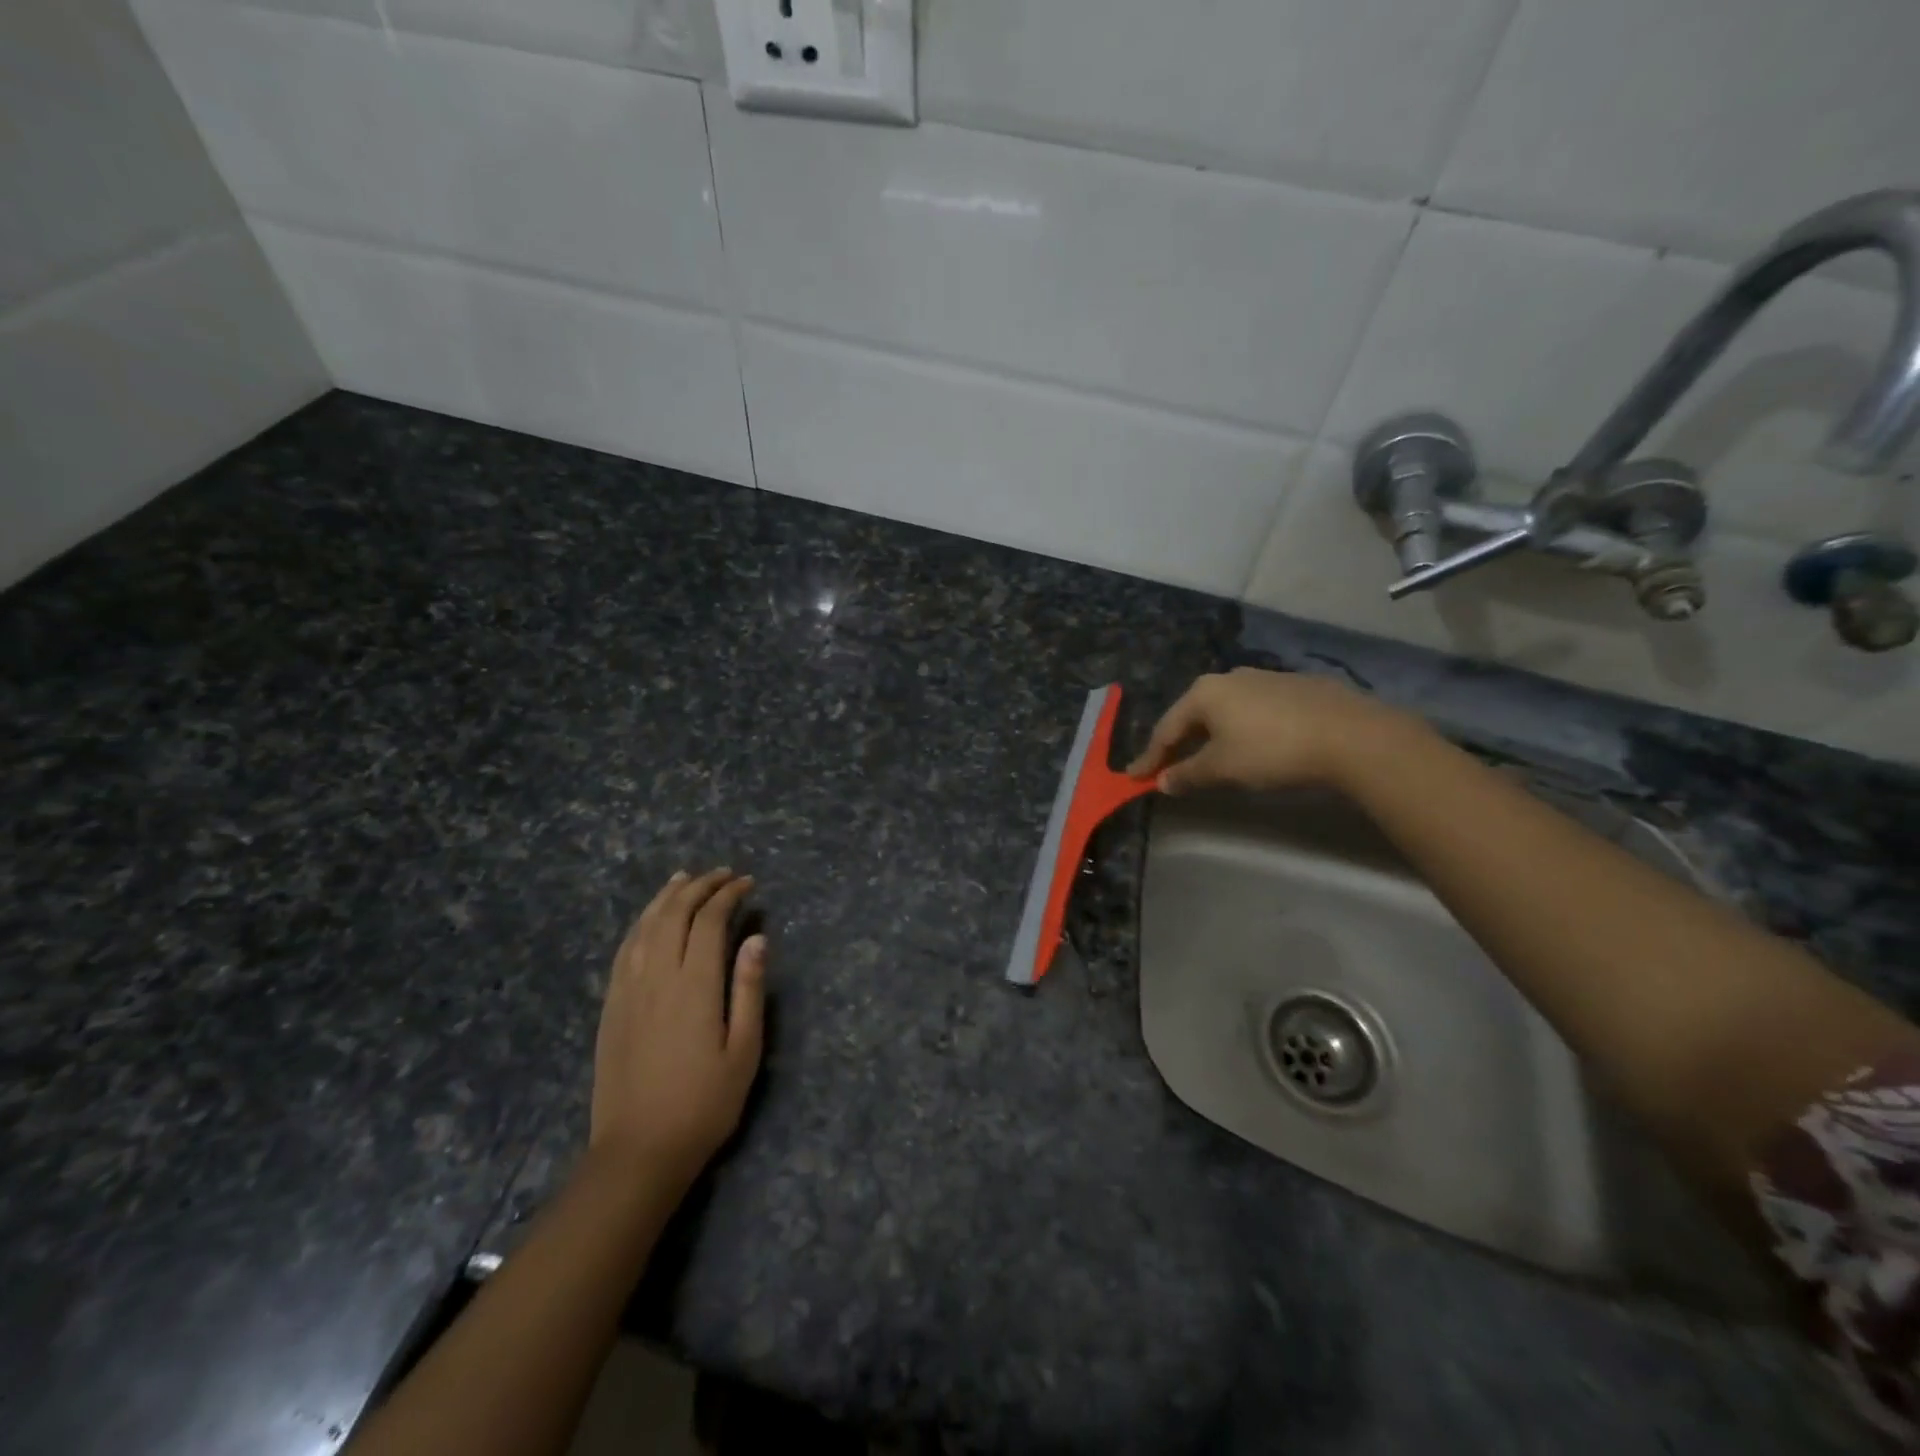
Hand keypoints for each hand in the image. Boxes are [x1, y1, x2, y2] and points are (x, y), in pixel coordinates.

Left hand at [591, 869, 766, 1191]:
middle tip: (723, 875)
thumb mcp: (744, 1050)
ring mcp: (628, 990)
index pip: (709, 921)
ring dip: (667, 897)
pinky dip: (640, 923)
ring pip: (645, 926)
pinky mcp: (611, 1006)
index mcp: (694, 985)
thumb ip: (750, 989)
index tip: (747, 884)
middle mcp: (657, 976)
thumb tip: (757, 938)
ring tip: (685, 879)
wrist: (639, 1150)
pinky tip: (649, 919)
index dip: (728, 895)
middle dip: (700, 886)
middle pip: (675, 914)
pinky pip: (624, 950)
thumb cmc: (704, 1103)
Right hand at [1127, 668, 1413, 794]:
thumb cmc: (1272, 750)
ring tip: (1208, 757)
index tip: (1134, 777)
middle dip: (1179, 743)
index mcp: (1204, 693)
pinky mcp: (1295, 687)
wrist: (1351, 735)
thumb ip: (1188, 775)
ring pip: (1225, 711)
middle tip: (1168, 767)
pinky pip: (1254, 711)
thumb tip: (1163, 782)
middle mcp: (1230, 677)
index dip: (1150, 757)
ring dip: (1211, 736)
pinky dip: (1241, 729)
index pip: (1166, 728)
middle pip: (1194, 715)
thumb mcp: (1223, 769)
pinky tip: (1252, 745)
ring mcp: (1265, 678)